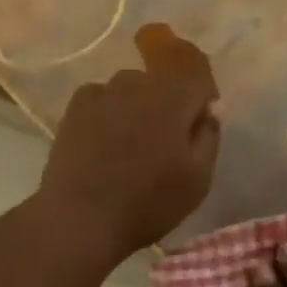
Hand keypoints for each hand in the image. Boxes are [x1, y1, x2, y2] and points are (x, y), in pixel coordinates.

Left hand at [37, 34, 219, 258]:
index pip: (196, 69)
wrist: (79, 218)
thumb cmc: (147, 201)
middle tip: (164, 142)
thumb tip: (207, 112)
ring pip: (132, 89)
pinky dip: (109, 113)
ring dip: (137, 107)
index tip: (200, 118)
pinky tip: (103, 143)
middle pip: (163, 81)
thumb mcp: (198, 179)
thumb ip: (209, 136)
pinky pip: (104, 98)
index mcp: (173, 96)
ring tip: (129, 146)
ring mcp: (104, 90)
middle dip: (169, 103)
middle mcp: (139, 82)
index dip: (202, 92)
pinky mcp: (76, 105)